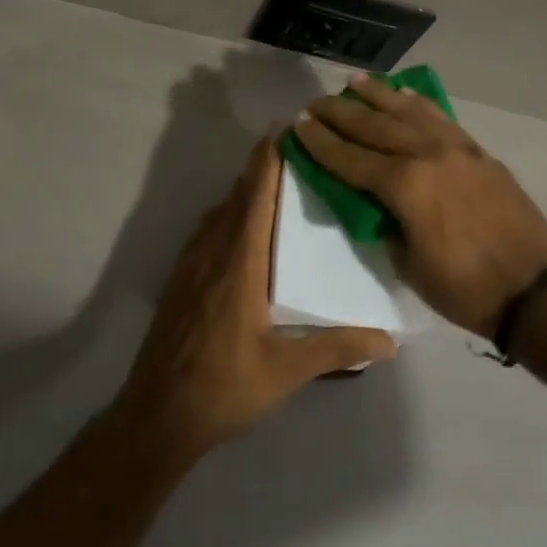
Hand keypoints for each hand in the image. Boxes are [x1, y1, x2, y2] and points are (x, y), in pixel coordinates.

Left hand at [115, 137, 397, 461]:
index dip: (267, 161)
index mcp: (240, 263)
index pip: (255, 198)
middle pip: (236, 196)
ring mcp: (191, 266)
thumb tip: (389, 341)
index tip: (283, 131)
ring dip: (242, 190)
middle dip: (259, 168)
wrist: (157, 415)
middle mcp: (212, 253)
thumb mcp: (286, 370)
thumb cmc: (224, 387)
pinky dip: (226, 214)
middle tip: (291, 149)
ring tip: (270, 182)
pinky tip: (239, 230)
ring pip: (218, 213)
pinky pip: (206, 232)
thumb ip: (337, 349)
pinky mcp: (180, 282)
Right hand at [294, 76, 546, 338]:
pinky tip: (405, 94)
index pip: (350, 158)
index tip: (299, 125)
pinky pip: (440, 117)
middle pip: (374, 126)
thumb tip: (373, 202)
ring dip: (378, 95)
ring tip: (354, 82)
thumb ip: (385, 224)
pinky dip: (418, 103)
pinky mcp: (478, 151)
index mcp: (405, 186)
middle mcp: (427, 155)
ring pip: (408, 111)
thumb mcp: (409, 264)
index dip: (321, 142)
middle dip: (340, 113)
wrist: (535, 289)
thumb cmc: (465, 288)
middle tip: (316, 102)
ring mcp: (457, 148)